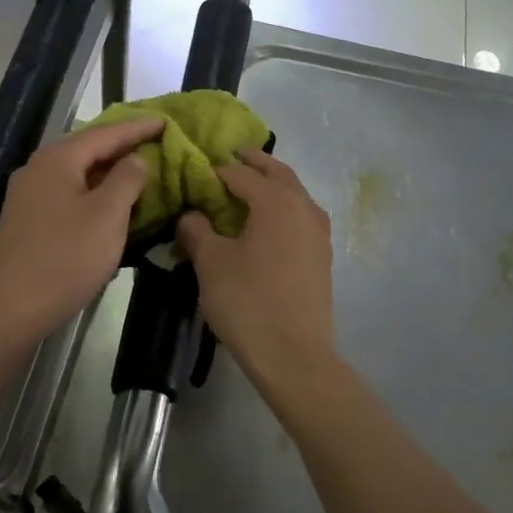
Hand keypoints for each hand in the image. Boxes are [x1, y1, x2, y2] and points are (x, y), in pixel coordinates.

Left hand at [0, 117, 162, 343]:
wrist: (11, 308)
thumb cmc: (65, 257)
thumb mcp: (107, 215)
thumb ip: (127, 179)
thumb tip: (135, 160)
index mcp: (57, 159)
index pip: (106, 133)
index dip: (138, 128)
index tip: (166, 121)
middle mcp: (38, 169)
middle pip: (88, 149)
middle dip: (122, 146)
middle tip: (156, 142)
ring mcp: (29, 196)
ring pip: (78, 174)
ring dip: (109, 172)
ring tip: (140, 171)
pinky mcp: (28, 221)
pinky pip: (69, 195)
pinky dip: (94, 193)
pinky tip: (110, 204)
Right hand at [176, 149, 336, 394]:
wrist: (294, 355)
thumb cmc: (247, 302)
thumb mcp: (212, 263)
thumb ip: (197, 231)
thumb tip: (190, 215)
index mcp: (276, 201)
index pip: (241, 173)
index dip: (217, 169)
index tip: (197, 168)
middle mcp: (303, 207)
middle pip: (277, 173)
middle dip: (253, 163)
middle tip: (231, 157)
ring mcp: (318, 232)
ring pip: (295, 193)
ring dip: (273, 184)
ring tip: (249, 188)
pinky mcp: (322, 255)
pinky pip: (301, 216)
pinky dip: (284, 207)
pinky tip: (268, 223)